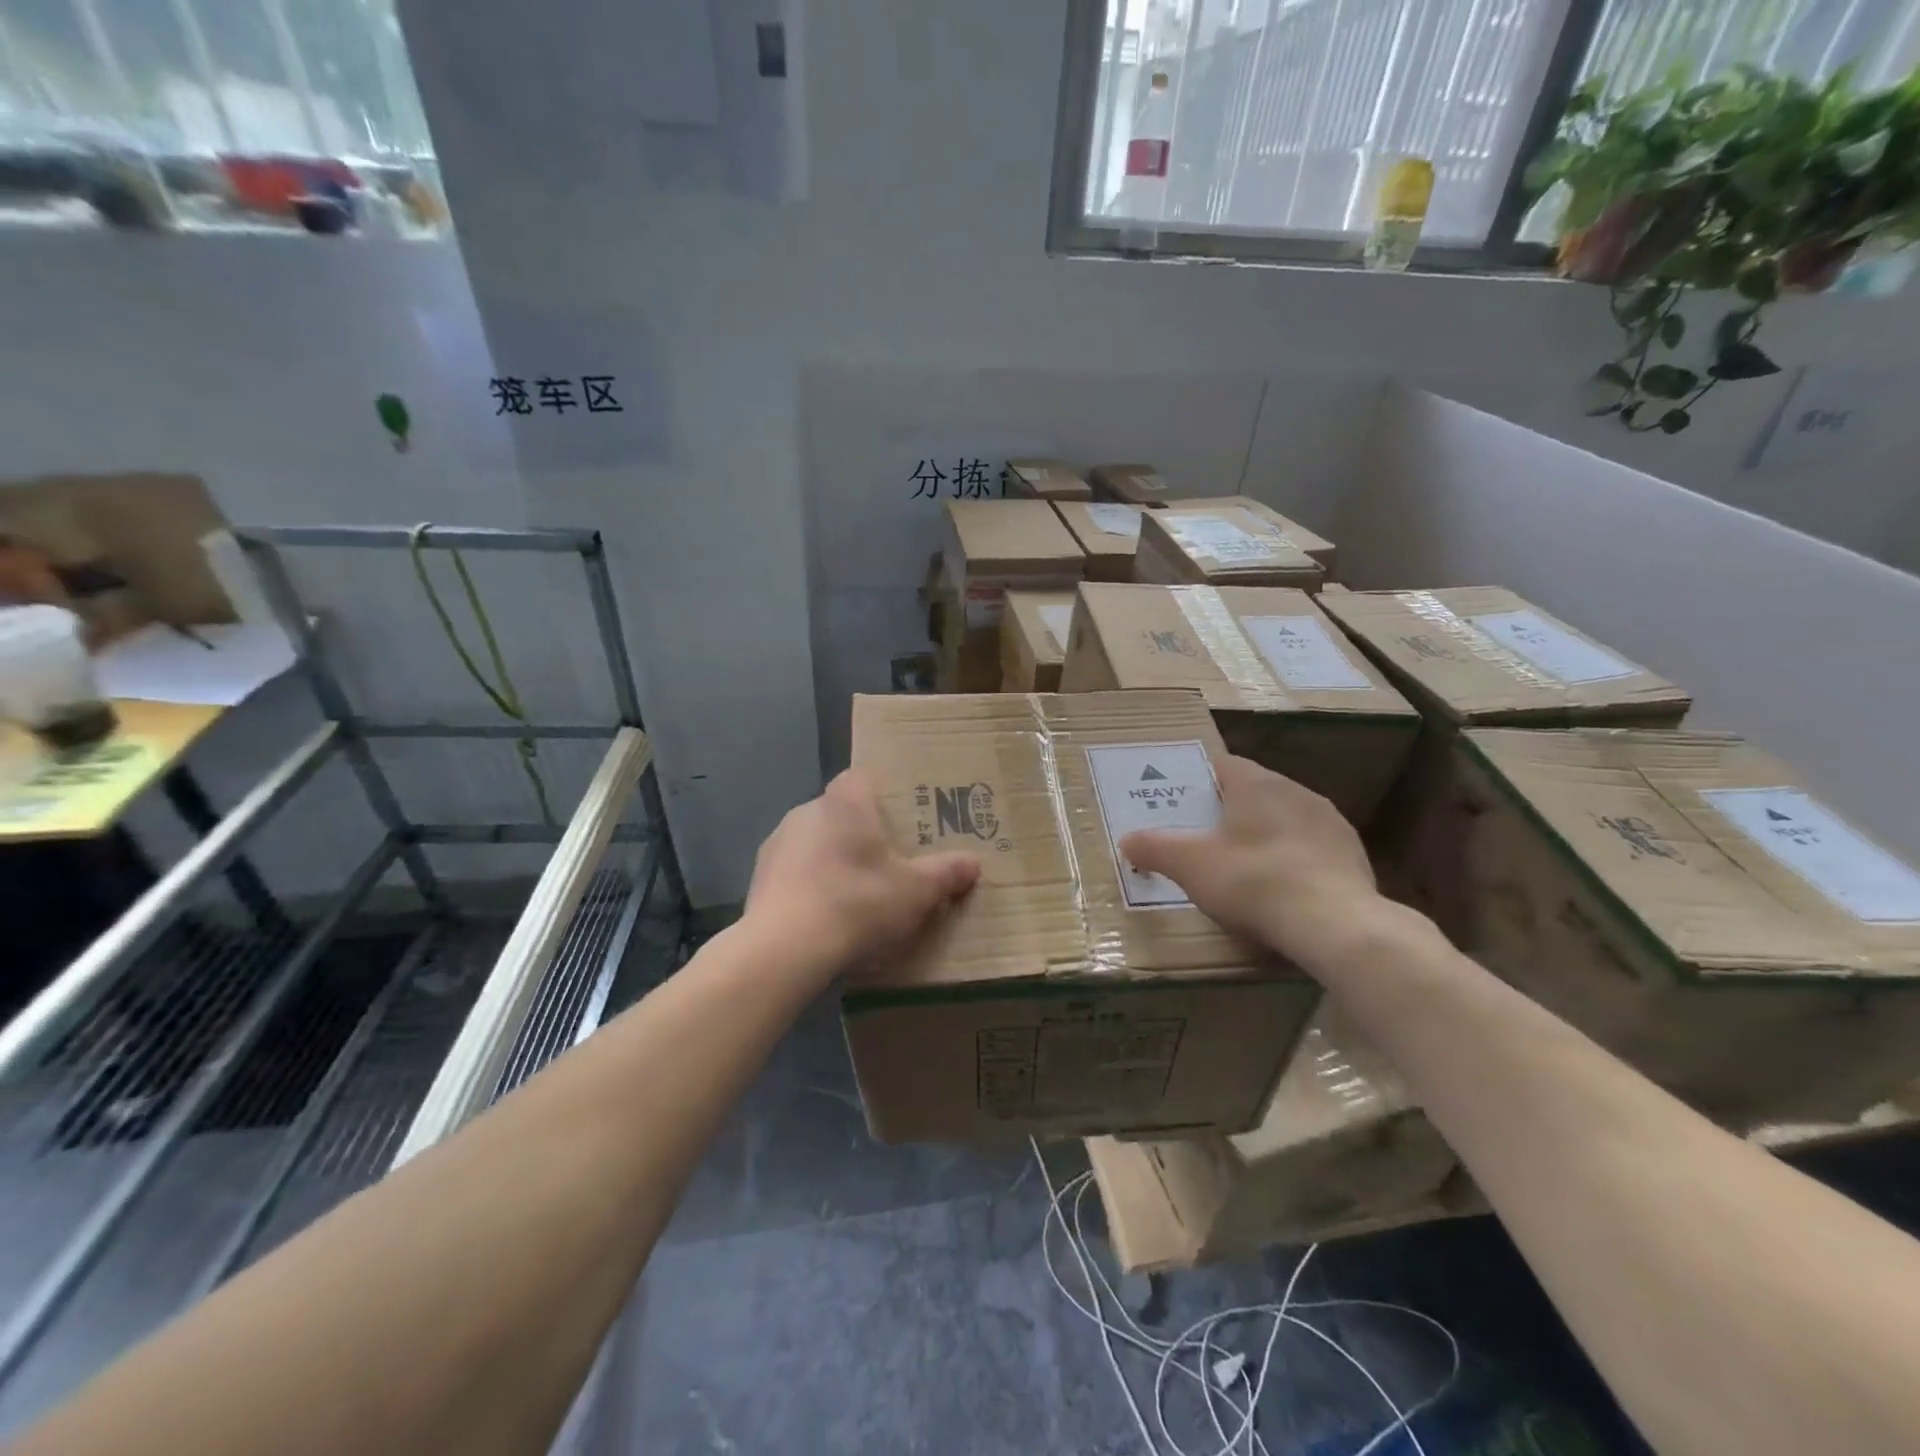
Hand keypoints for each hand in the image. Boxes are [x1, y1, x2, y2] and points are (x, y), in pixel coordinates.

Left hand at [744, 768, 980, 981]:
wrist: (784, 949)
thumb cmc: (856, 903)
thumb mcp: (915, 892)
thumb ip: (946, 873)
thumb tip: (973, 863)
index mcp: (845, 801)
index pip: (863, 777)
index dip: (883, 794)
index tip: (901, 819)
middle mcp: (807, 810)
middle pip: (841, 811)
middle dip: (862, 832)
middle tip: (888, 862)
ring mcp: (777, 842)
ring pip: (815, 841)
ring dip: (833, 859)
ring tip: (856, 895)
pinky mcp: (759, 876)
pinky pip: (794, 870)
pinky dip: (810, 884)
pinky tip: (825, 916)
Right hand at [1121, 755, 1403, 973]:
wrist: (1335, 925)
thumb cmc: (1253, 881)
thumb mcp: (1189, 866)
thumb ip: (1154, 848)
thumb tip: (1127, 841)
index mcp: (1257, 783)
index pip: (1222, 764)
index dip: (1198, 780)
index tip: (1180, 802)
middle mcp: (1296, 791)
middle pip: (1254, 791)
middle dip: (1229, 810)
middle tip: (1203, 837)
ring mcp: (1330, 823)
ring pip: (1285, 818)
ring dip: (1264, 834)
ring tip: (1241, 866)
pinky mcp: (1353, 855)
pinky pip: (1311, 848)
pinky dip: (1292, 860)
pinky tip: (1280, 890)